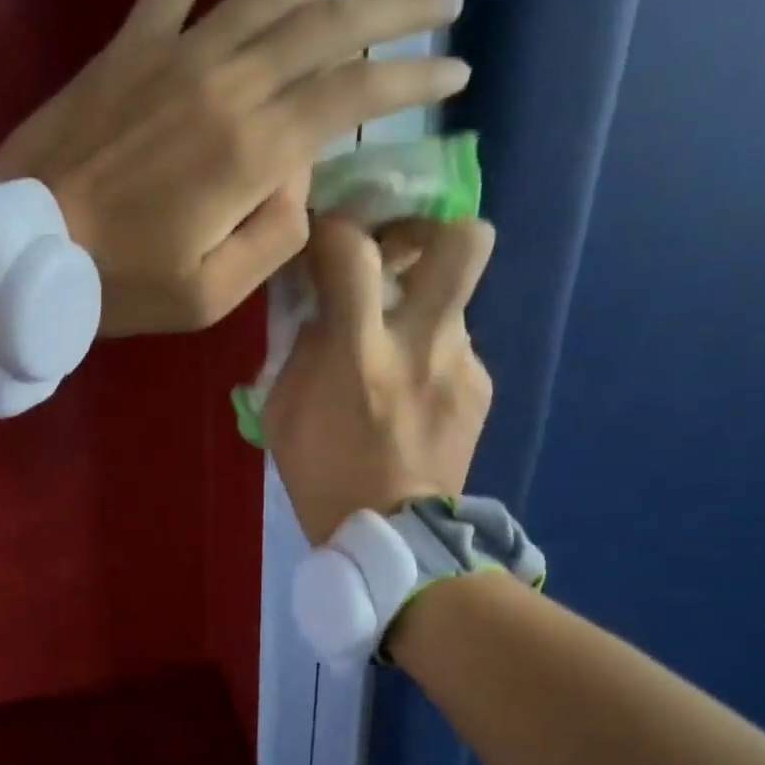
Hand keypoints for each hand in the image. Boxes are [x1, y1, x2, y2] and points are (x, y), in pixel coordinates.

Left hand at [0, 0, 470, 336]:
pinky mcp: (136, 38)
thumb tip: (300, 180)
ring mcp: (178, 50)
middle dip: (400, 9)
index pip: (354, 96)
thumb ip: (274, 237)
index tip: (456, 72)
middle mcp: (227, 84)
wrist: (18, 246)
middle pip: (332, 27)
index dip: (413, 80)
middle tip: (448, 2)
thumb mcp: (210, 294)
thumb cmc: (116, 284)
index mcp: (251, 153)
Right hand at [263, 216, 494, 544]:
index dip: (334, 228)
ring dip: (420, 303)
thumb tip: (319, 303)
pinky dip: (430, 352)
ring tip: (394, 343)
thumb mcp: (282, 408)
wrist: (392, 537)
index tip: (322, 238)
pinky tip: (412, 389)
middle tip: (397, 248)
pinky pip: (455, 345)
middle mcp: (423, 344)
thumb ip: (301, 344)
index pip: (353, 249)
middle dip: (429, 228)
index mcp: (360, 352)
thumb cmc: (320, 473)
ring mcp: (462, 365)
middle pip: (463, 242)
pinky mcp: (481, 387)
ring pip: (454, 296)